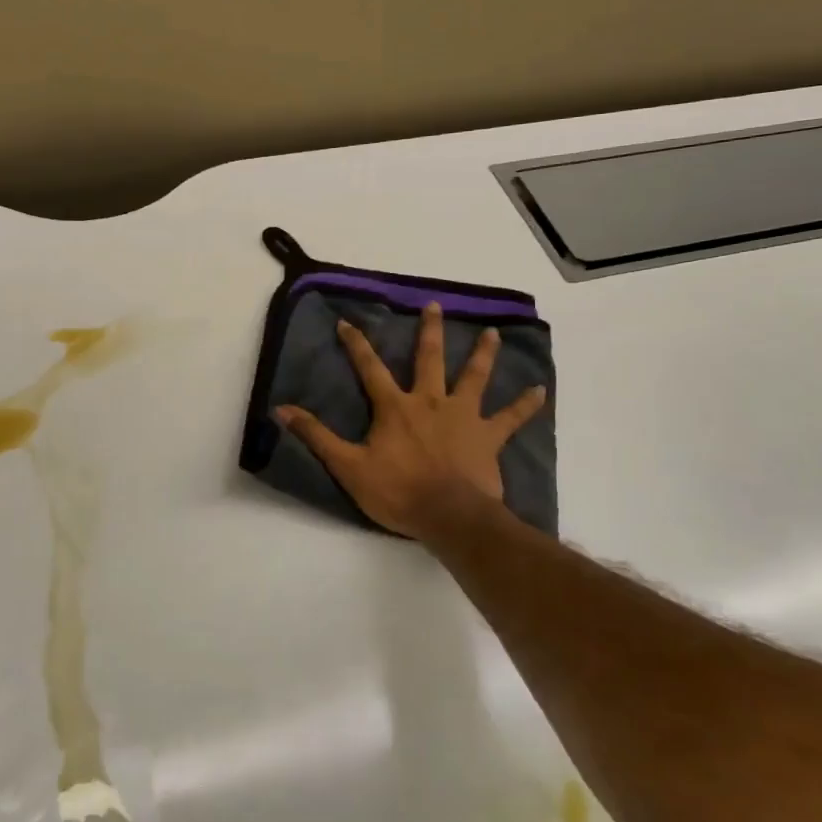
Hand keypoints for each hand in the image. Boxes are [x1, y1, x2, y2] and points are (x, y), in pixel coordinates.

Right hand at [276, 303, 545, 541]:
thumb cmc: (397, 491)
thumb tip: (281, 409)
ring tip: (492, 332)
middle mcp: (431, 401)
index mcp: (395, 407)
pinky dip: (526, 404)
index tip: (348, 321)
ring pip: (474, 377)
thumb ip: (316, 436)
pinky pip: (511, 418)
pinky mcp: (488, 436)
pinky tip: (540, 390)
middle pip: (430, 359)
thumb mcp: (348, 466)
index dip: (357, 344)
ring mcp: (463, 416)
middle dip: (429, 331)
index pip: (370, 368)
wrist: (449, 516)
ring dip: (483, 354)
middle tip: (435, 306)